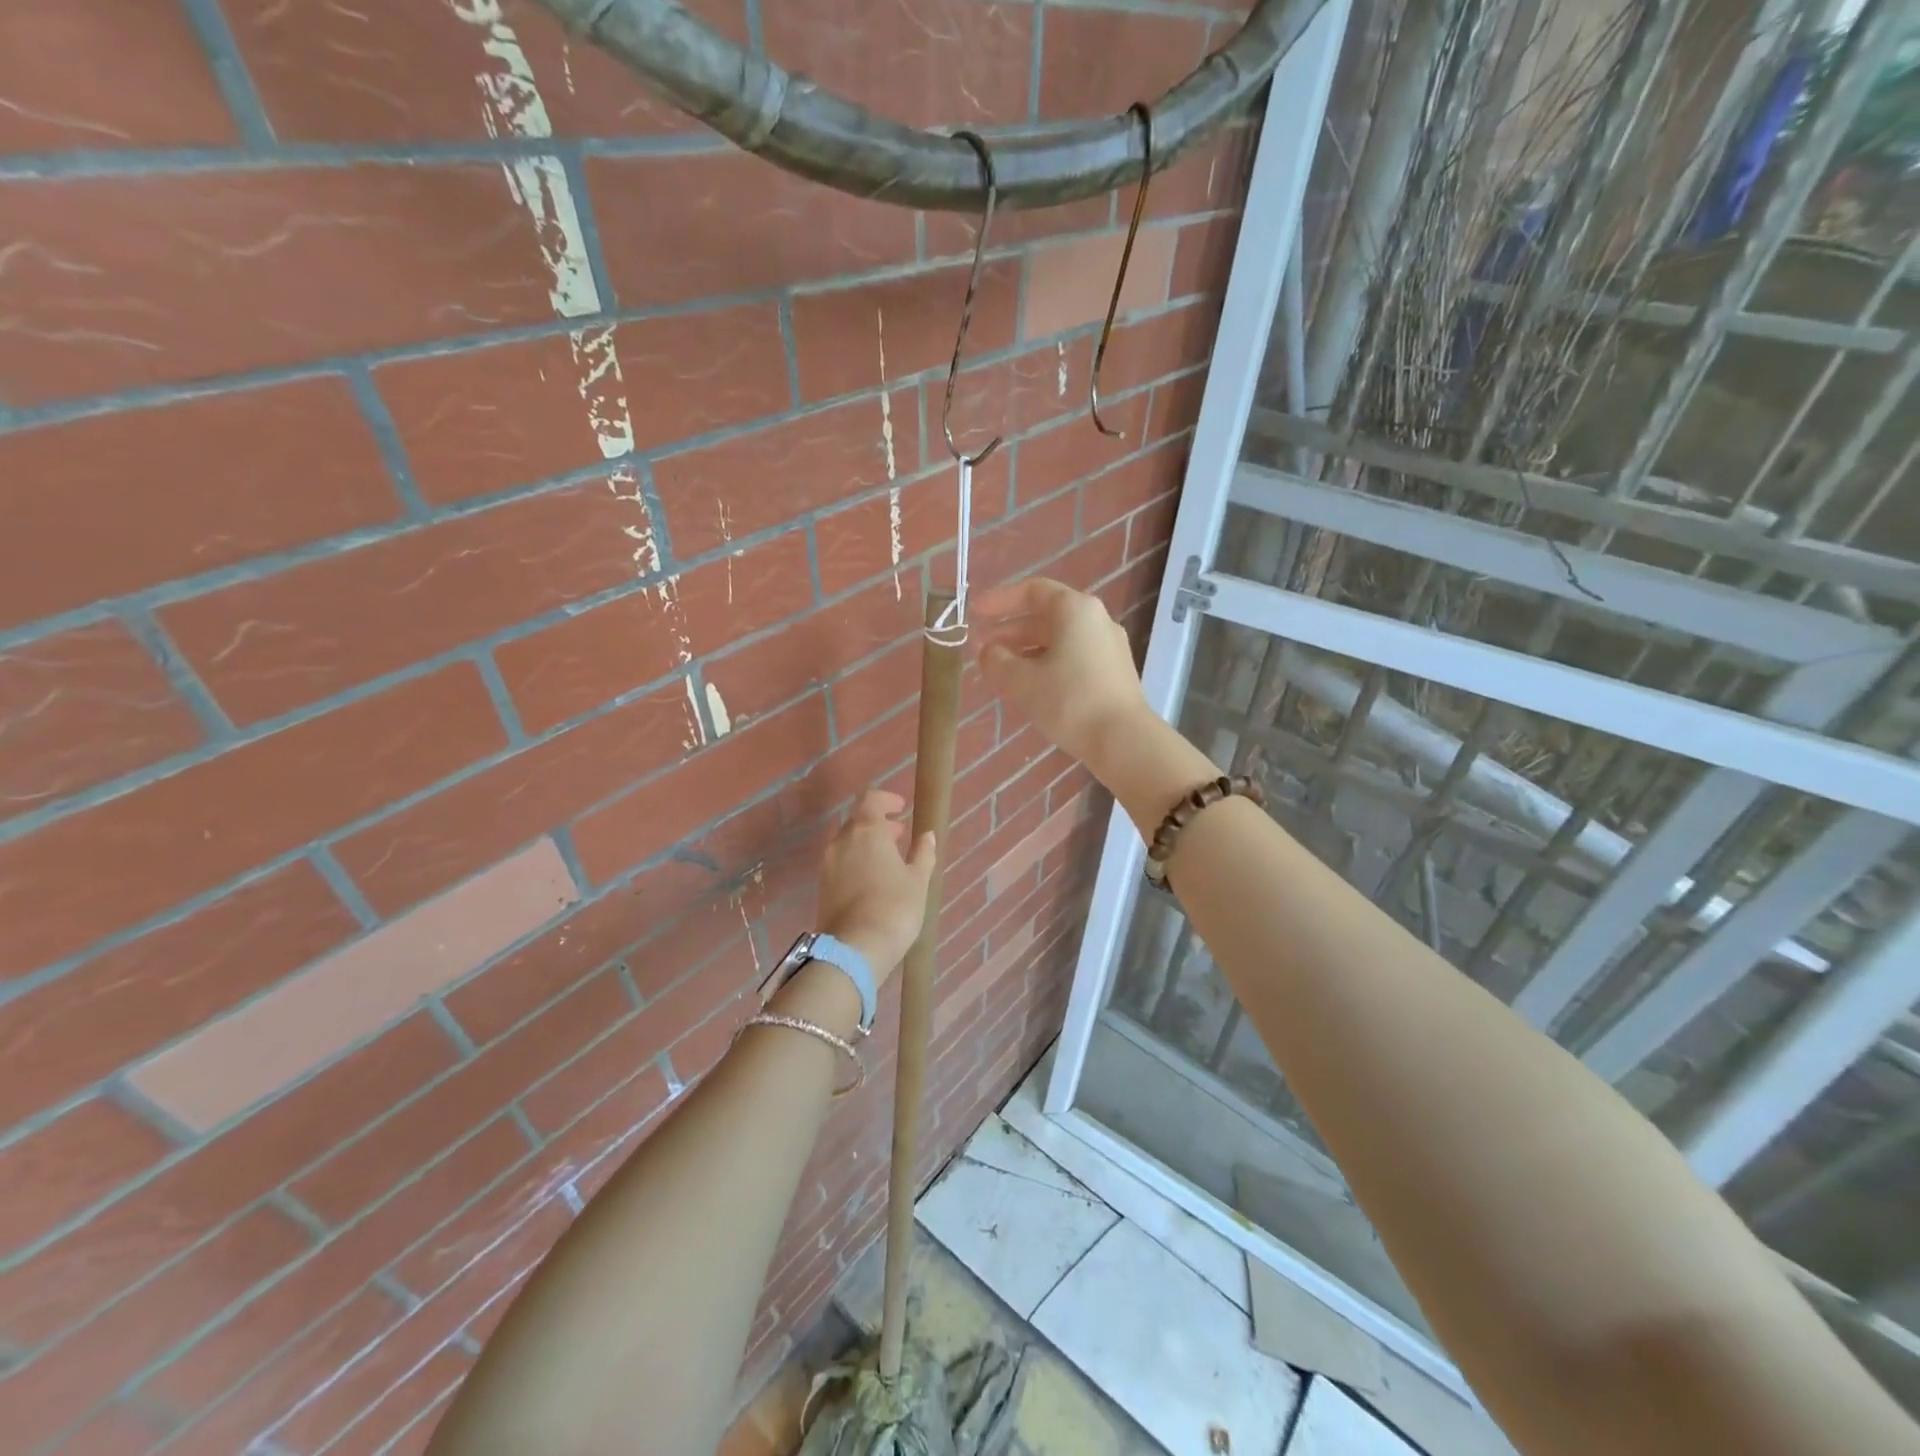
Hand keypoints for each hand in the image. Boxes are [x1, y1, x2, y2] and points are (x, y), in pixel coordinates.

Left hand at [815, 790, 936, 978]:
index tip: (901, 807)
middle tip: (899, 834)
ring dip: (867, 842)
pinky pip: (841, 861)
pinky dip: (857, 860)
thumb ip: (923, 853)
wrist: (855, 948)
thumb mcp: (918, 880)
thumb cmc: (894, 908)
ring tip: (889, 859)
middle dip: (878, 823)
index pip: (871, 799)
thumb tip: (927, 835)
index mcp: (867, 830)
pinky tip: (873, 878)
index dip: (886, 799)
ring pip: (848, 842)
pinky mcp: (822, 885)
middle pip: (858, 820)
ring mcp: (828, 863)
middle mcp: (843, 840)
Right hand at [973, 578, 1150, 771]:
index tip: (975, 612)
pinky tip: (1030, 686)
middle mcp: (1096, 620)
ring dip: (1026, 650)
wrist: (1123, 740)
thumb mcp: (1022, 681)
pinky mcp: (1113, 672)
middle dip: (1010, 630)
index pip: (1033, 591)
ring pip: (1059, 639)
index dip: (1000, 600)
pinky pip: (1073, 656)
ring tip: (1001, 669)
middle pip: (1046, 616)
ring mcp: (1108, 647)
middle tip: (982, 648)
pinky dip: (1047, 663)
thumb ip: (997, 661)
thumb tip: (987, 652)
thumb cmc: (1069, 701)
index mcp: (1075, 610)